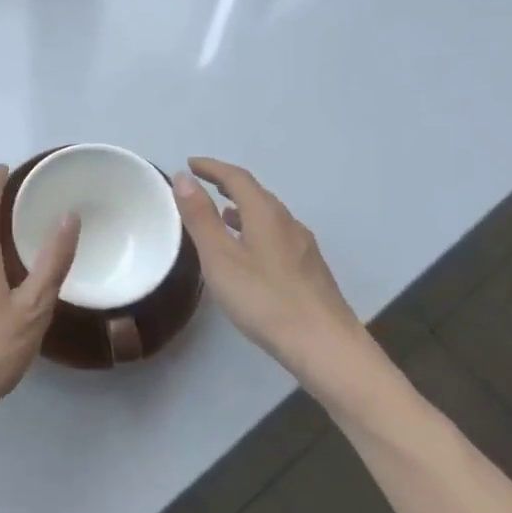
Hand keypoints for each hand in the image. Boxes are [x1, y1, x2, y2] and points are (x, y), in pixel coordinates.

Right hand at [173, 158, 377, 387]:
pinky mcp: (310, 271)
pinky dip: (256, 230)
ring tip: (223, 215)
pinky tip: (251, 254)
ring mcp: (304, 248)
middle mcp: (288, 223)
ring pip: (269, 216)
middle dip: (228, 184)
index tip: (189, 164)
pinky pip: (277, 236)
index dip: (212, 167)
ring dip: (243, 208)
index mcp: (266, 214)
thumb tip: (184, 178)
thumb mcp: (221, 258)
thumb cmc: (266, 300)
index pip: (237, 177)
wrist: (327, 348)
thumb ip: (201, 217)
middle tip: (203, 184)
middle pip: (256, 193)